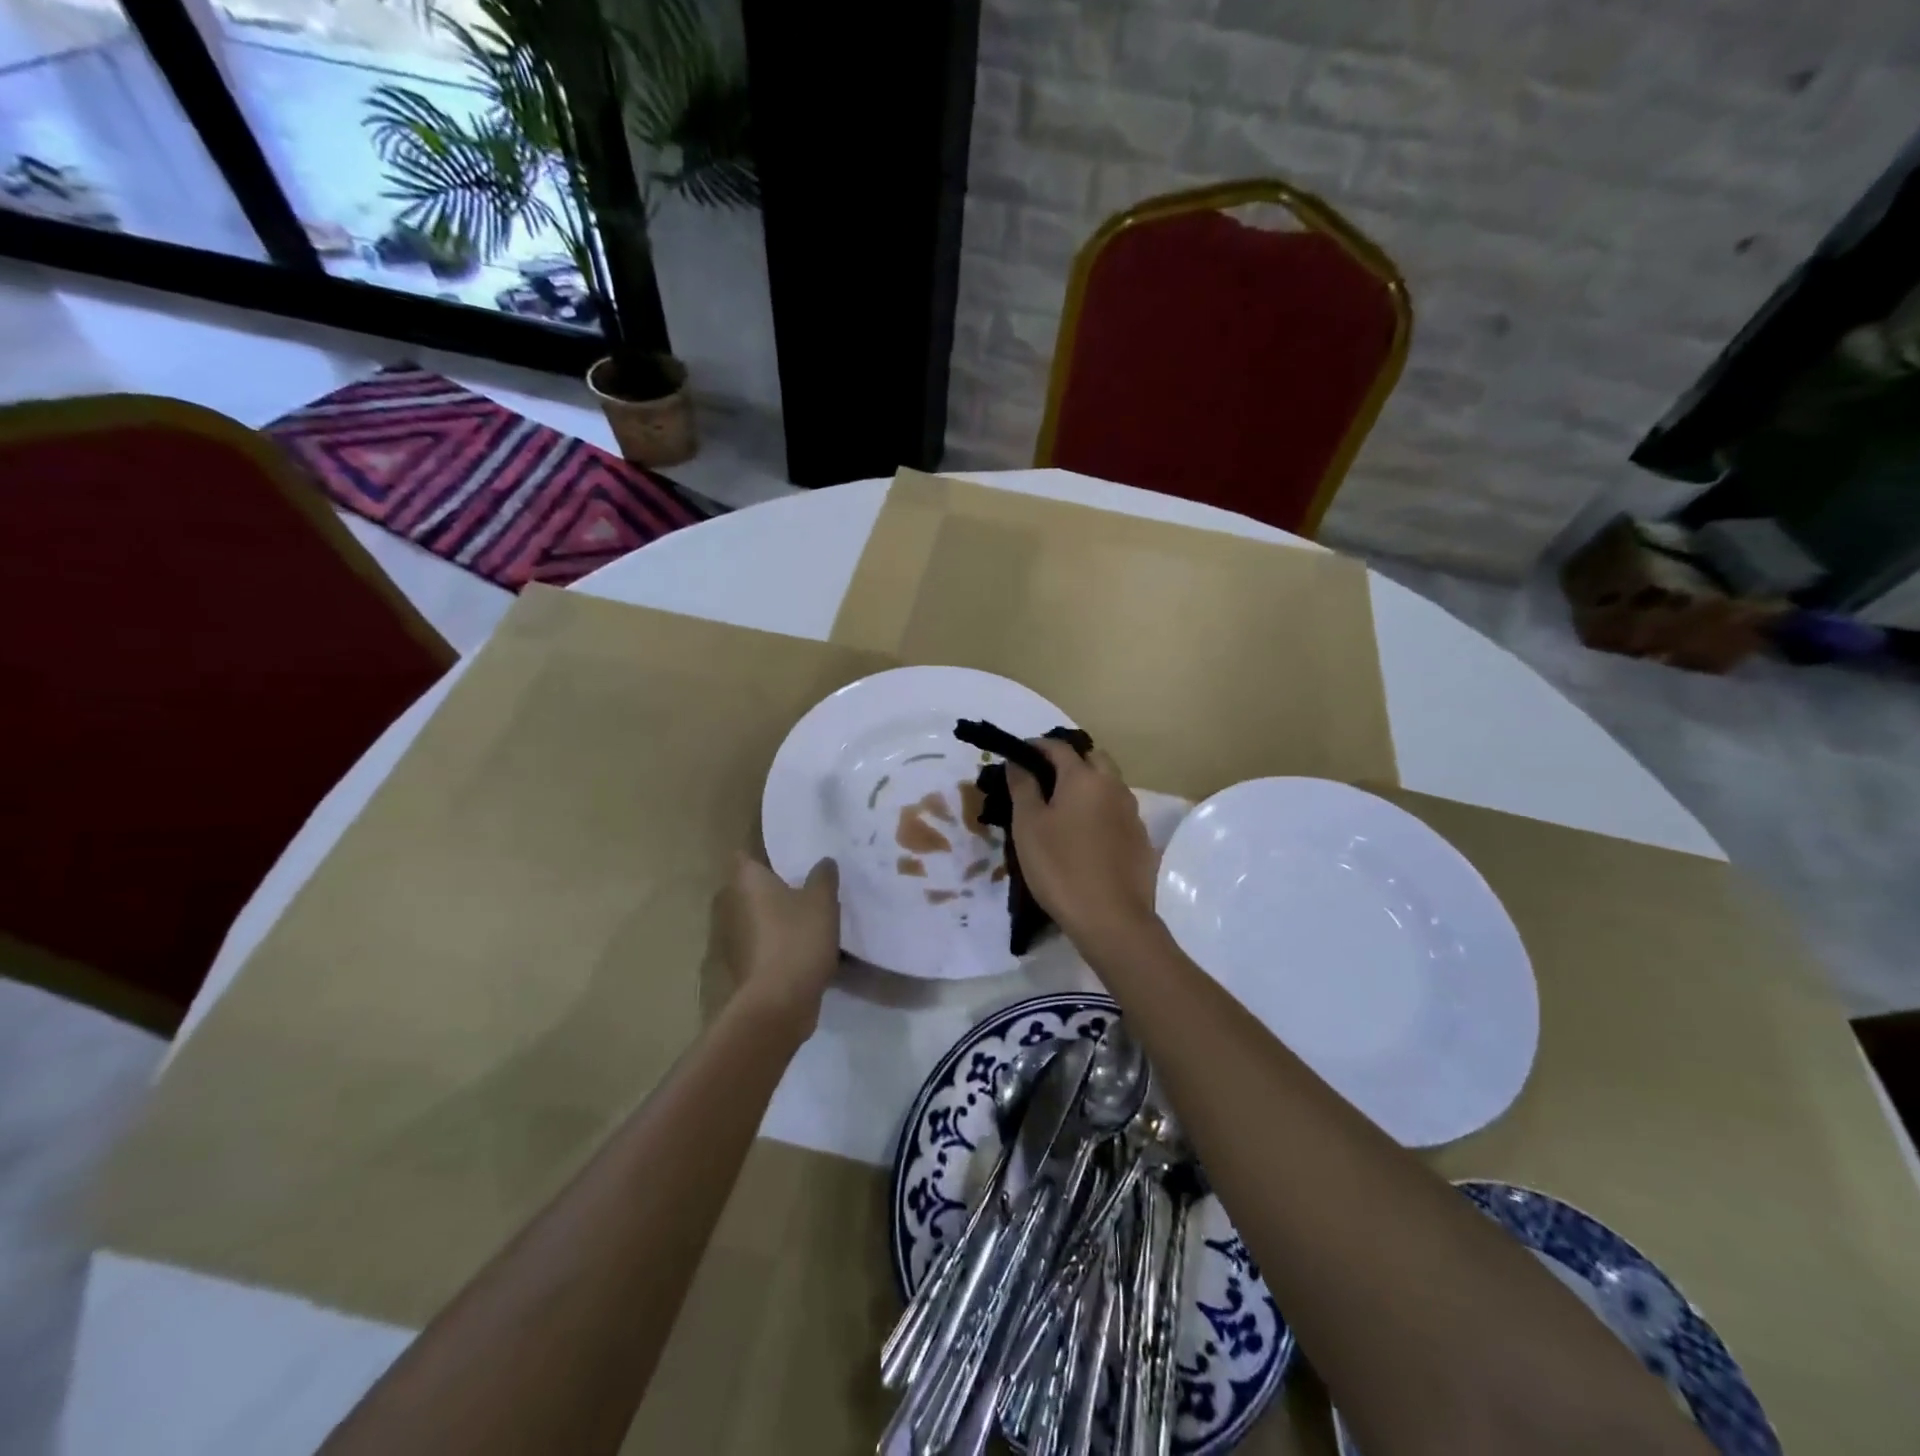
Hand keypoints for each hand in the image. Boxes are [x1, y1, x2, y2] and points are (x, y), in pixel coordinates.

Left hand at [712, 854, 841, 1037]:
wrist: (779, 1002)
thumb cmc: (797, 938)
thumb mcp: (822, 900)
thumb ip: (823, 875)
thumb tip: (823, 862)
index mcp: (747, 881)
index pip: (746, 854)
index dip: (765, 852)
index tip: (790, 854)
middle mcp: (733, 905)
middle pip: (754, 886)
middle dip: (776, 884)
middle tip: (808, 881)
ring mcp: (735, 937)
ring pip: (760, 915)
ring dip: (779, 914)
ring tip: (812, 912)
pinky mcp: (745, 964)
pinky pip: (765, 941)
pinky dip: (780, 940)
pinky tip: (806, 944)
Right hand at [1006, 740, 1158, 948]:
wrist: (1112, 919)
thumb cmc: (1060, 867)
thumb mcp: (1028, 826)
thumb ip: (1022, 787)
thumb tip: (1018, 762)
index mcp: (1084, 778)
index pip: (1059, 747)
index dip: (1037, 746)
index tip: (1019, 756)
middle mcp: (1114, 786)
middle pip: (1093, 758)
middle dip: (1069, 760)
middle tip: (1044, 779)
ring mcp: (1132, 813)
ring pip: (1109, 784)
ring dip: (1087, 785)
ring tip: (1063, 808)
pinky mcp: (1141, 839)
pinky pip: (1117, 811)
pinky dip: (1100, 810)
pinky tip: (1085, 835)